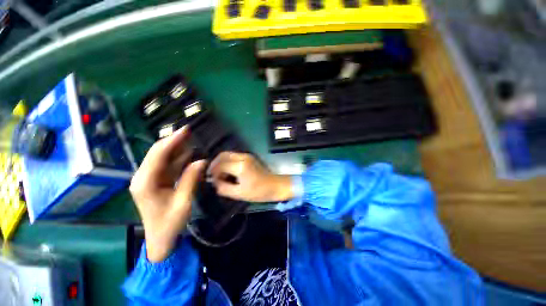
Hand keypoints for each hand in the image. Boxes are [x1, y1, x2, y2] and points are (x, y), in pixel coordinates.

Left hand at [129, 127, 205, 261]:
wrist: (160, 239)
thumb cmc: (169, 224)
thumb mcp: (183, 202)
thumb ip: (191, 179)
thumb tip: (202, 161)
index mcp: (145, 182)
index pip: (158, 155)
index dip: (172, 141)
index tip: (185, 130)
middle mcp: (143, 177)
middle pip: (158, 153)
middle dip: (173, 141)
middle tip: (189, 131)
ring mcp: (149, 179)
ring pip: (163, 158)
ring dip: (177, 149)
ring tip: (191, 139)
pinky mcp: (156, 181)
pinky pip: (168, 166)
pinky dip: (178, 159)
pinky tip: (189, 153)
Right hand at [208, 152, 292, 202]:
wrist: (276, 186)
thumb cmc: (259, 192)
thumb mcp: (240, 193)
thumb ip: (224, 188)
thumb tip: (214, 183)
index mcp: (240, 166)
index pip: (220, 165)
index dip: (212, 172)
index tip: (210, 180)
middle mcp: (243, 157)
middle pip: (223, 155)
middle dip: (215, 164)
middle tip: (212, 175)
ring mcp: (247, 156)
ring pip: (228, 154)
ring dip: (221, 162)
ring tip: (219, 174)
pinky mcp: (250, 157)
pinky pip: (234, 156)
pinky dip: (228, 162)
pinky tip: (228, 171)